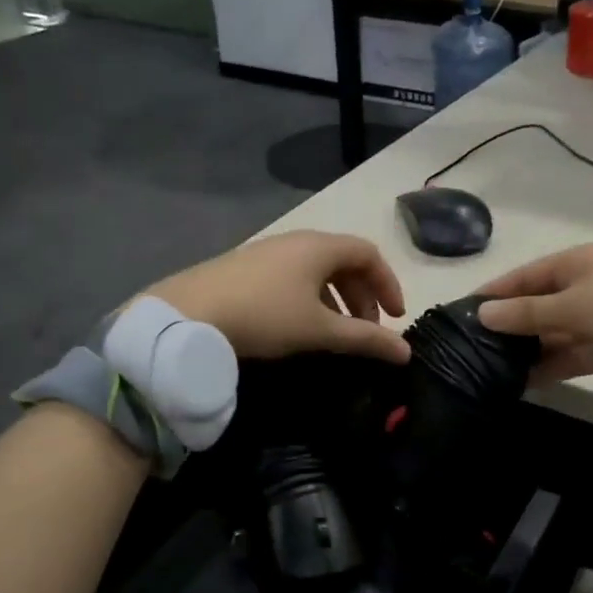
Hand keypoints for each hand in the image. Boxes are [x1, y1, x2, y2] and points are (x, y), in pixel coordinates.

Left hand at [146, 231, 410, 364]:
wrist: (187, 315)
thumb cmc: (265, 316)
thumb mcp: (321, 331)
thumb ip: (366, 340)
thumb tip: (406, 352)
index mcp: (319, 247)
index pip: (369, 254)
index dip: (389, 283)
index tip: (395, 317)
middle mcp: (296, 241)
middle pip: (344, 261)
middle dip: (363, 295)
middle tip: (367, 330)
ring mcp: (268, 252)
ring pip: (317, 270)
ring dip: (338, 299)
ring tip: (337, 333)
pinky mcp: (246, 268)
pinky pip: (293, 276)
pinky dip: (311, 298)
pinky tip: (300, 326)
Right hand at [475, 244, 592, 384]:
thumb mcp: (574, 305)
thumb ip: (527, 313)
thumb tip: (482, 313)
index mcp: (572, 264)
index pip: (521, 277)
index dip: (491, 294)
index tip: (457, 313)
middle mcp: (579, 289)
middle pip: (532, 307)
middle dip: (504, 327)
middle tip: (465, 349)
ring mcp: (592, 320)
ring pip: (547, 335)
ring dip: (522, 351)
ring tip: (484, 370)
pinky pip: (565, 357)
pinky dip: (545, 369)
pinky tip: (517, 384)